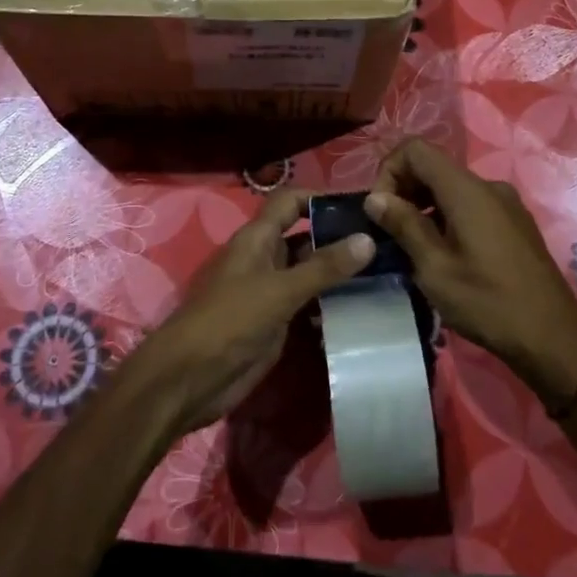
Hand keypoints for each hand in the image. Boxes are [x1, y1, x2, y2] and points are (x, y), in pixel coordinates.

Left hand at [120, 189, 372, 440]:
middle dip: (339, 237)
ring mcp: (270, 291)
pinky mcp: (276, 321)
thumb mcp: (279, 290)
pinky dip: (330, 302)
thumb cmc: (230, 321)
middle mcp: (265, 258)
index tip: (362, 204)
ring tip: (385, 273)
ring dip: (339, 272)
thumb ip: (323, 267)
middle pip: (305, 236)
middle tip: (386, 242)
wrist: (190, 378)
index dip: (322, 197)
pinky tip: (361, 308)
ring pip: (309, 271)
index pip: (291, 202)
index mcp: (258, 238)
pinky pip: (308, 302)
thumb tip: (367, 238)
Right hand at [366, 138, 576, 408]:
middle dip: (404, 190)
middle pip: (434, 167)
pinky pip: (471, 205)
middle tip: (390, 232)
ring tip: (412, 248)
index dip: (389, 170)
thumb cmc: (488, 303)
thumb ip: (404, 225)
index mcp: (467, 190)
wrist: (554, 339)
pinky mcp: (515, 224)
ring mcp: (506, 204)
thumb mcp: (435, 268)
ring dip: (424, 207)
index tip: (380, 210)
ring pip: (452, 188)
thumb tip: (375, 198)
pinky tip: (444, 255)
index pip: (416, 149)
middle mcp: (488, 186)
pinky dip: (447, 217)